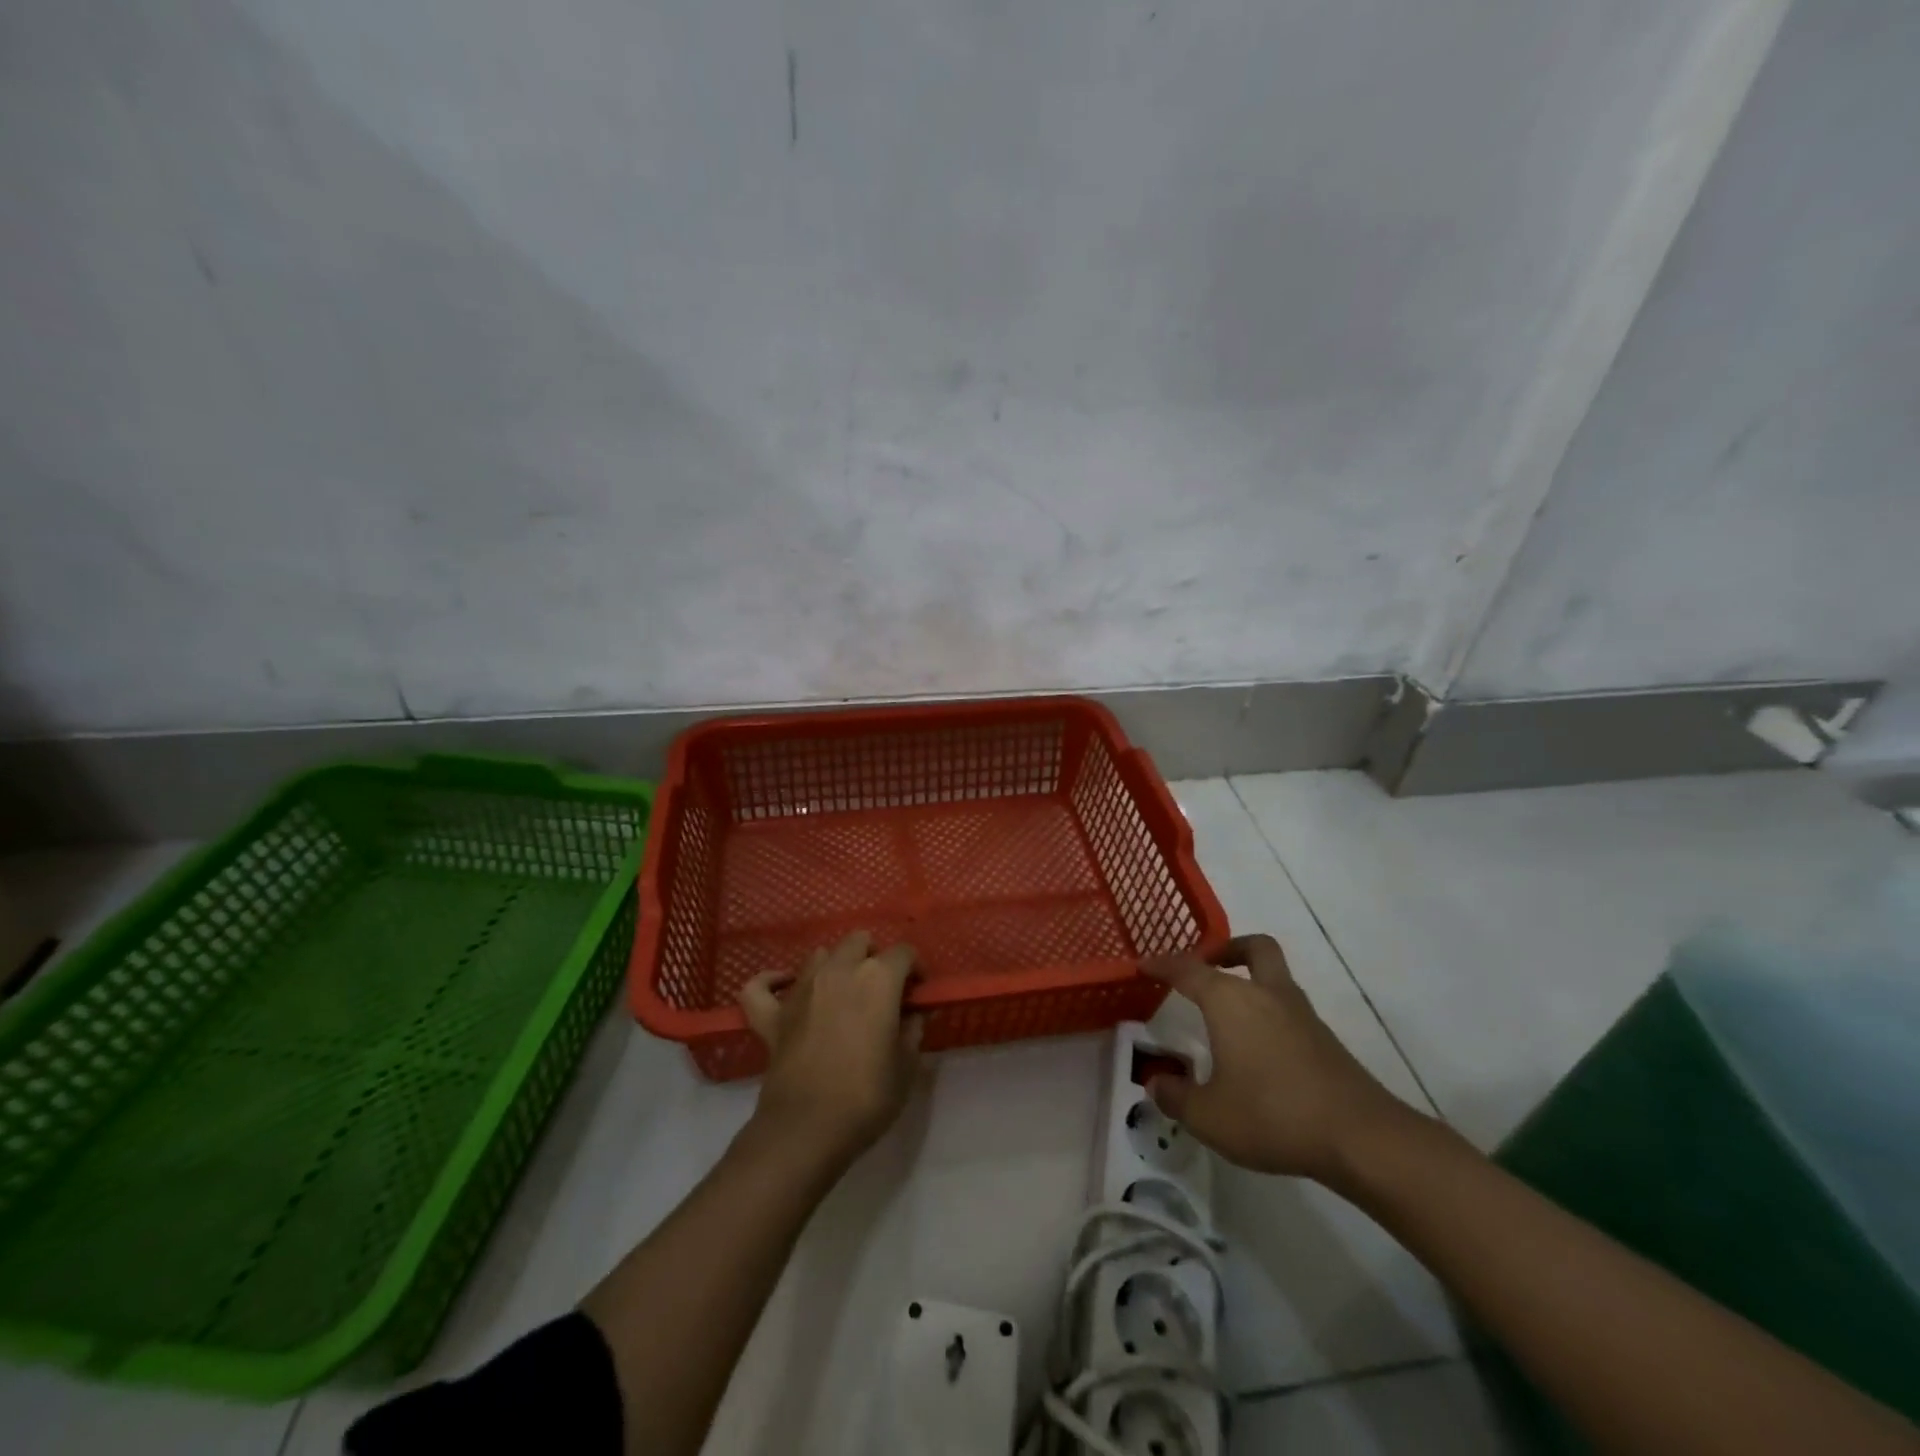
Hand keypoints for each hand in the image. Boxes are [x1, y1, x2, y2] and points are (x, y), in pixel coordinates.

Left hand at [738, 931, 923, 1160]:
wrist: (807, 1129)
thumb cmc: (867, 1096)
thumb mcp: (907, 1066)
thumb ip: (912, 1031)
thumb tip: (911, 1015)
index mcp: (878, 978)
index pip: (904, 954)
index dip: (915, 969)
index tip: (918, 992)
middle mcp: (839, 971)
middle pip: (859, 941)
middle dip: (874, 957)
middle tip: (882, 989)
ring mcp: (800, 990)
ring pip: (819, 955)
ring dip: (834, 965)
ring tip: (843, 992)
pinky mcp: (772, 1015)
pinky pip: (761, 986)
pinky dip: (772, 982)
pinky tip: (783, 987)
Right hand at [1142, 935, 1417, 1182]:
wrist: (1360, 1137)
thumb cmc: (1273, 1115)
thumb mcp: (1209, 1116)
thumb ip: (1176, 1097)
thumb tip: (1156, 1084)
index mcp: (1230, 1001)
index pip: (1188, 970)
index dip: (1163, 965)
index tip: (1144, 965)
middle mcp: (1266, 995)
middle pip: (1254, 948)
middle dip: (1228, 949)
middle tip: (1206, 966)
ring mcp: (1301, 1015)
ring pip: (1275, 977)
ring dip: (1251, 981)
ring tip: (1228, 1014)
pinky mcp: (1324, 1040)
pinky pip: (1288, 1009)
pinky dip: (1269, 1014)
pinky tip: (1257, 1050)